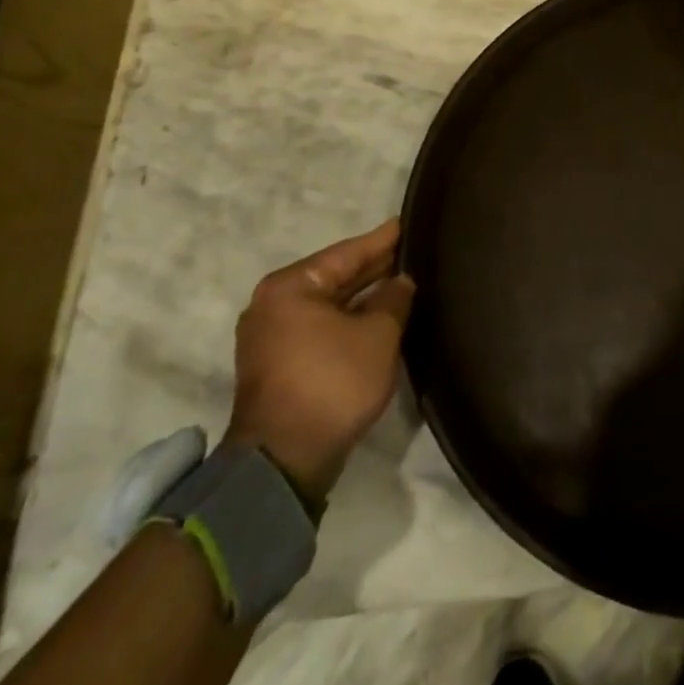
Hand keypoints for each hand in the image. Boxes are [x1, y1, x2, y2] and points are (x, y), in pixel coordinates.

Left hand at [223, 218, 415, 512]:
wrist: (284, 462)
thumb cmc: (332, 383)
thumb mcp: (377, 334)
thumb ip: (394, 299)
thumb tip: (401, 281)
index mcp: (291, 286)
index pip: (347, 252)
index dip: (383, 239)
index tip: (407, 222)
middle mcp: (273, 304)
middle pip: (334, 276)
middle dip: (373, 267)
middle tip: (411, 251)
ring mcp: (272, 336)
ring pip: (328, 303)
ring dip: (362, 296)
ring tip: (401, 280)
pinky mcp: (279, 364)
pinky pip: (321, 326)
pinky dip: (348, 318)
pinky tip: (378, 314)